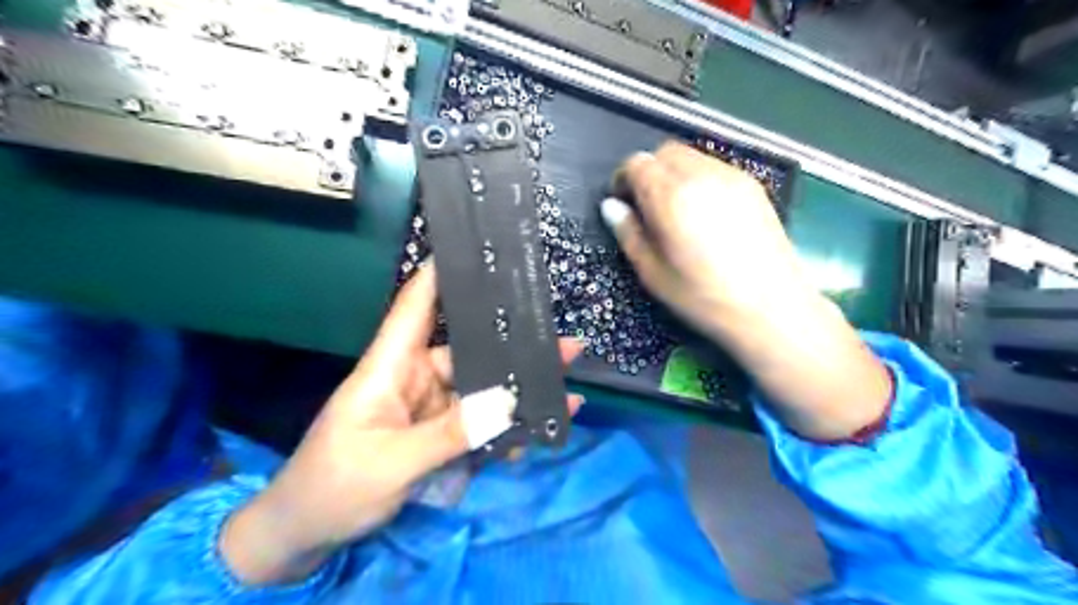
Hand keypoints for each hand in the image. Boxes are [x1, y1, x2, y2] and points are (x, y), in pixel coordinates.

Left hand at [223, 264, 586, 585]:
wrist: (305, 537)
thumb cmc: (333, 488)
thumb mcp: (392, 463)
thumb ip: (451, 433)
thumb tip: (510, 402)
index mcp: (390, 367)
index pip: (415, 307)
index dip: (440, 275)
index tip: (476, 250)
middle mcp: (413, 378)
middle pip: (467, 351)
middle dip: (513, 347)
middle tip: (562, 342)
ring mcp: (428, 408)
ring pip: (480, 389)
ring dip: (518, 393)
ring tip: (566, 390)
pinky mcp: (436, 435)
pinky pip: (477, 423)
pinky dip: (505, 429)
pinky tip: (537, 433)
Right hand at [605, 145, 892, 441]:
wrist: (772, 309)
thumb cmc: (704, 298)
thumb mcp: (653, 274)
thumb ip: (629, 234)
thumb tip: (611, 207)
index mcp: (672, 197)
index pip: (637, 163)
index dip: (623, 179)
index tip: (623, 203)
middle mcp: (702, 175)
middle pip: (665, 152)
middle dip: (648, 172)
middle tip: (646, 206)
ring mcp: (732, 177)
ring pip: (691, 156)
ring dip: (674, 173)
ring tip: (676, 211)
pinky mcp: (753, 186)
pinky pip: (714, 168)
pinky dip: (698, 179)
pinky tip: (703, 213)